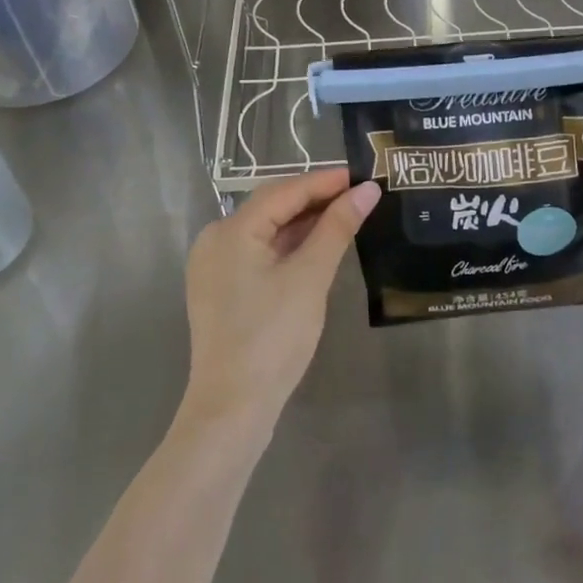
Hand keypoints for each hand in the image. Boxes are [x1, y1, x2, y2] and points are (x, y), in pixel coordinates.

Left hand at [182, 169, 380, 428]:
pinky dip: (289, 246)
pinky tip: (318, 246)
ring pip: (266, 230)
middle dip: (316, 199)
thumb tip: (367, 190)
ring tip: (346, 215)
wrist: (233, 407)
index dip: (325, 181)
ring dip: (304, 222)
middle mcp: (215, 240)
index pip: (284, 191)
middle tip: (360, 194)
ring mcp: (215, 267)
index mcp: (230, 231)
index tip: (363, 175)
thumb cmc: (273, 336)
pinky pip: (259, 253)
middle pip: (272, 206)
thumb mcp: (310, 277)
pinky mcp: (223, 289)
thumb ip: (337, 228)